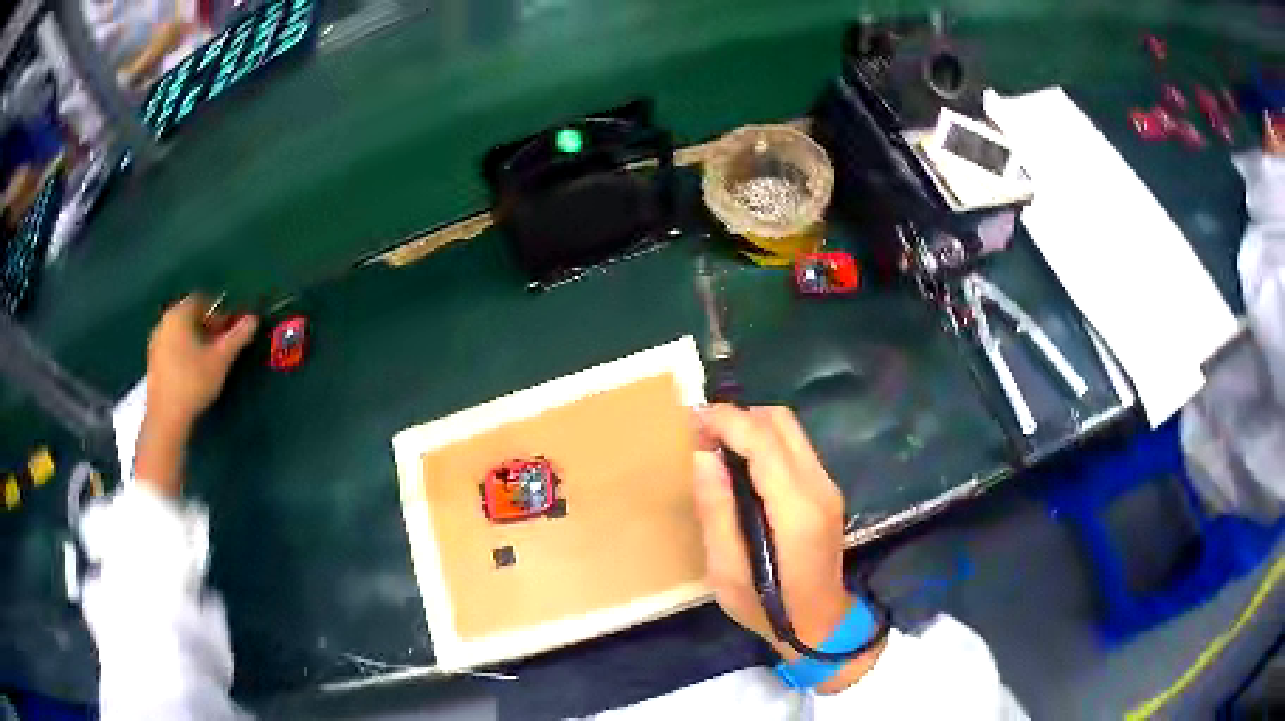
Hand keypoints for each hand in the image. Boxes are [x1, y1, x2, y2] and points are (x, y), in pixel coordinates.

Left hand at [135, 295, 257, 494]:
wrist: (166, 417)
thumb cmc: (194, 382)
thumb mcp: (221, 359)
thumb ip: (237, 337)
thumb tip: (253, 319)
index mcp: (179, 314)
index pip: (202, 300)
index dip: (218, 312)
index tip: (229, 330)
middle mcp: (164, 322)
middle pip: (189, 316)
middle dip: (206, 327)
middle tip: (221, 346)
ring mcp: (155, 343)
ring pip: (180, 333)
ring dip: (195, 341)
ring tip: (207, 361)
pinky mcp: (152, 363)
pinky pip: (171, 348)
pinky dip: (183, 353)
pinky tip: (192, 373)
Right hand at [693, 404, 884, 691]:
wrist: (820, 624)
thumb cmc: (767, 607)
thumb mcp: (727, 572)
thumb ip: (716, 512)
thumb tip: (703, 456)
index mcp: (796, 509)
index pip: (764, 440)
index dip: (726, 421)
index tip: (689, 421)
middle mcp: (819, 486)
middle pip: (781, 422)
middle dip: (737, 417)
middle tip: (699, 434)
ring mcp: (827, 486)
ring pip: (790, 429)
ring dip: (750, 427)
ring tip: (714, 447)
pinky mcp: (826, 490)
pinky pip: (794, 447)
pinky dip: (763, 442)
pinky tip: (739, 465)